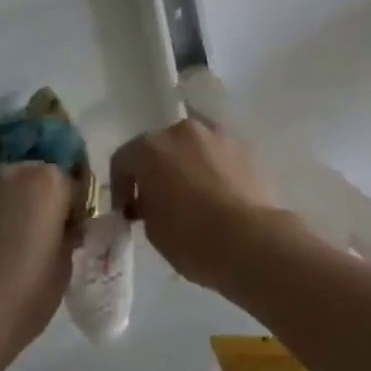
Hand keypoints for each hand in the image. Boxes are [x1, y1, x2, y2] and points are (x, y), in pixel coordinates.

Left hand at [0, 163, 76, 367]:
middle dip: (45, 202)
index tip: (72, 235)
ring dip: (18, 207)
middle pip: (39, 180)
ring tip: (17, 244)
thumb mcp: (65, 264)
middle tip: (46, 237)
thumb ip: (67, 233)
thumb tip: (62, 227)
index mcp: (49, 181)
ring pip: (10, 190)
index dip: (75, 211)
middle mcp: (14, 173)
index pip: (73, 185)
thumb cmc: (26, 293)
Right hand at [110, 119, 291, 294]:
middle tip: (159, 202)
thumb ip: (147, 203)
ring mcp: (217, 135)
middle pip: (161, 146)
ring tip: (193, 197)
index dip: (121, 188)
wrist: (250, 239)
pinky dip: (213, 169)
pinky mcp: (245, 147)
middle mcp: (183, 131)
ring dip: (186, 166)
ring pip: (193, 148)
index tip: (128, 213)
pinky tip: (218, 196)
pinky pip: (218, 156)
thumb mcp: (152, 228)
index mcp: (152, 147)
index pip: (123, 159)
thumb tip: (153, 198)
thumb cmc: (191, 238)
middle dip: (156, 171)